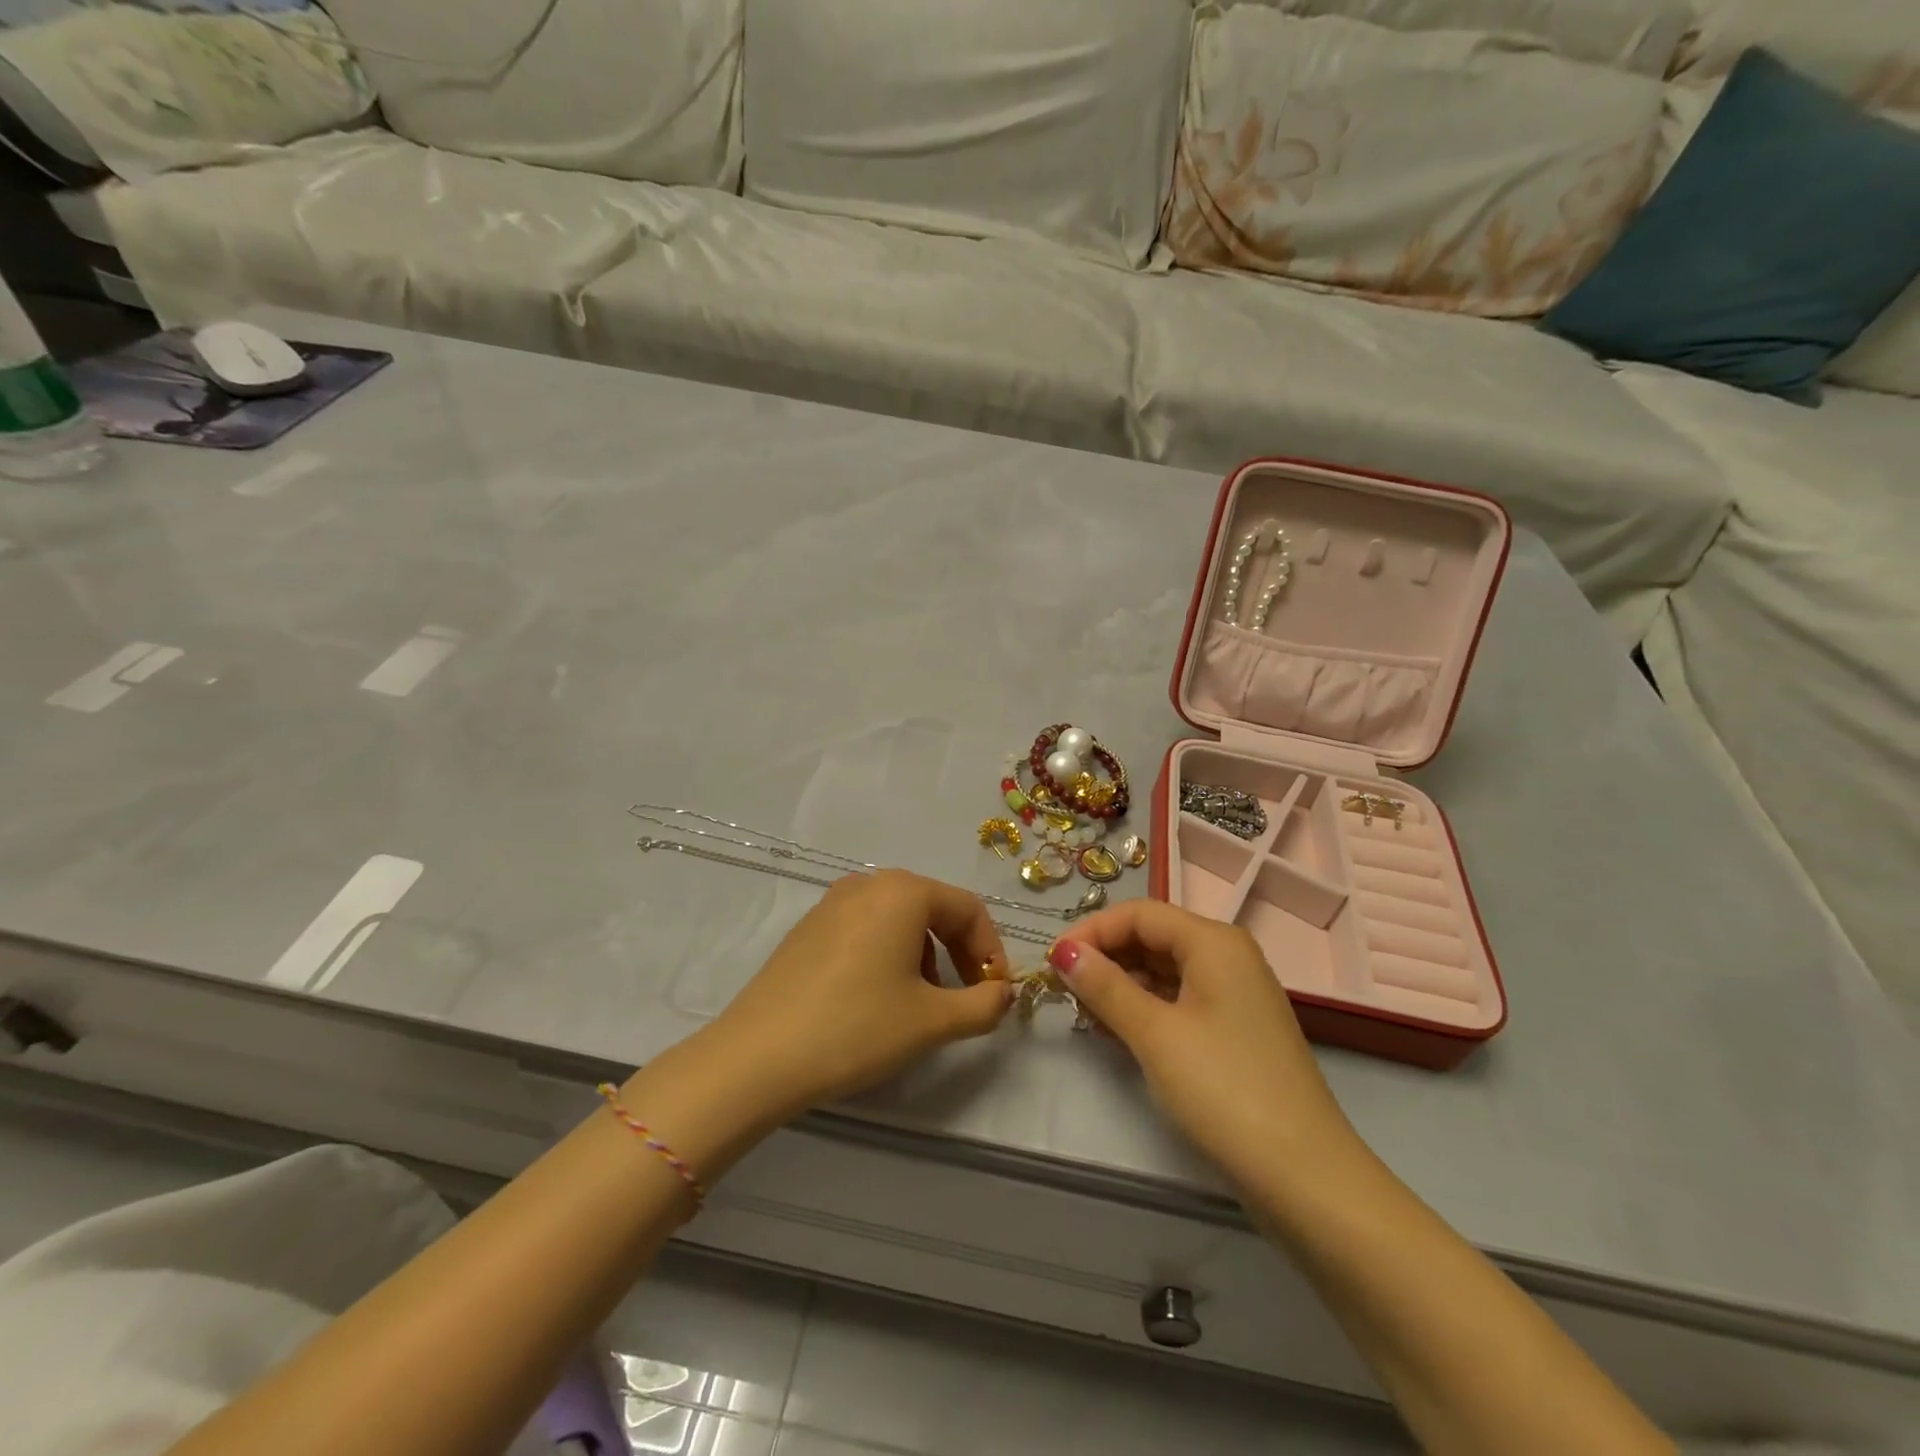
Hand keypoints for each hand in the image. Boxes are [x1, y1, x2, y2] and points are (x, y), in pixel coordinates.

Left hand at [704, 870, 1014, 1121]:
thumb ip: (982, 1005)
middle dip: (959, 953)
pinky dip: (889, 955)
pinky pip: (866, 929)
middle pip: (934, 908)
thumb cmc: (856, 1028)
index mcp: (903, 891)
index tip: (996, 994)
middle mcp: (868, 884)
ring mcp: (832, 903)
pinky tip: (879, 999)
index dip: (991, 951)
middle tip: (967, 999)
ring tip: (922, 1004)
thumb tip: (1003, 994)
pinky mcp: (808, 928)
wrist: (758, 1057)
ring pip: (899, 920)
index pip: (968, 908)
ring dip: (925, 956)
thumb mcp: (931, 1021)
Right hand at [1049, 900, 1355, 1189]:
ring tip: (1084, 1013)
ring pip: (1165, 969)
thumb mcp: (1155, 1033)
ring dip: (1121, 984)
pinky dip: (1145, 1007)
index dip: (1091, 931)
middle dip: (1105, 957)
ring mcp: (1235, 994)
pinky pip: (1180, 999)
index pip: (1139, 913)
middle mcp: (1228, 956)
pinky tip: (1117, 1031)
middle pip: (1153, 936)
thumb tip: (1062, 951)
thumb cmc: (1224, 1090)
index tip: (1052, 961)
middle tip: (1064, 989)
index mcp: (1214, 942)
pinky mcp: (1235, 1029)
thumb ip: (1105, 986)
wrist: (1305, 1176)